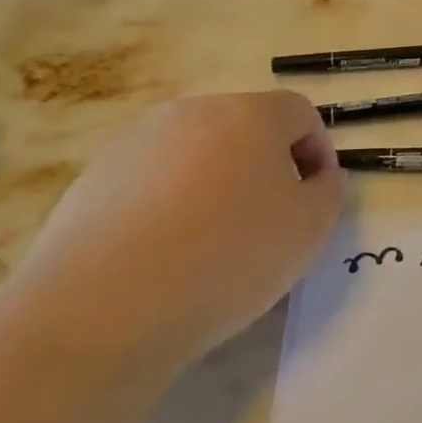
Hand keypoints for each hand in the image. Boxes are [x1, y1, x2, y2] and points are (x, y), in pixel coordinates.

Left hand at [5, 92, 345, 368]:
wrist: (101, 310)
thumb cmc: (227, 259)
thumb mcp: (308, 230)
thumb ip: (328, 192)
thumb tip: (318, 177)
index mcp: (251, 114)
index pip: (301, 113)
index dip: (318, 152)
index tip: (316, 199)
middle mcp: (193, 112)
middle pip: (245, 128)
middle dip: (265, 166)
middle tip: (268, 220)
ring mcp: (136, 142)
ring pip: (196, 153)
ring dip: (215, 183)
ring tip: (211, 242)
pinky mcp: (92, 178)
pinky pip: (150, 181)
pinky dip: (167, 205)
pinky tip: (162, 255)